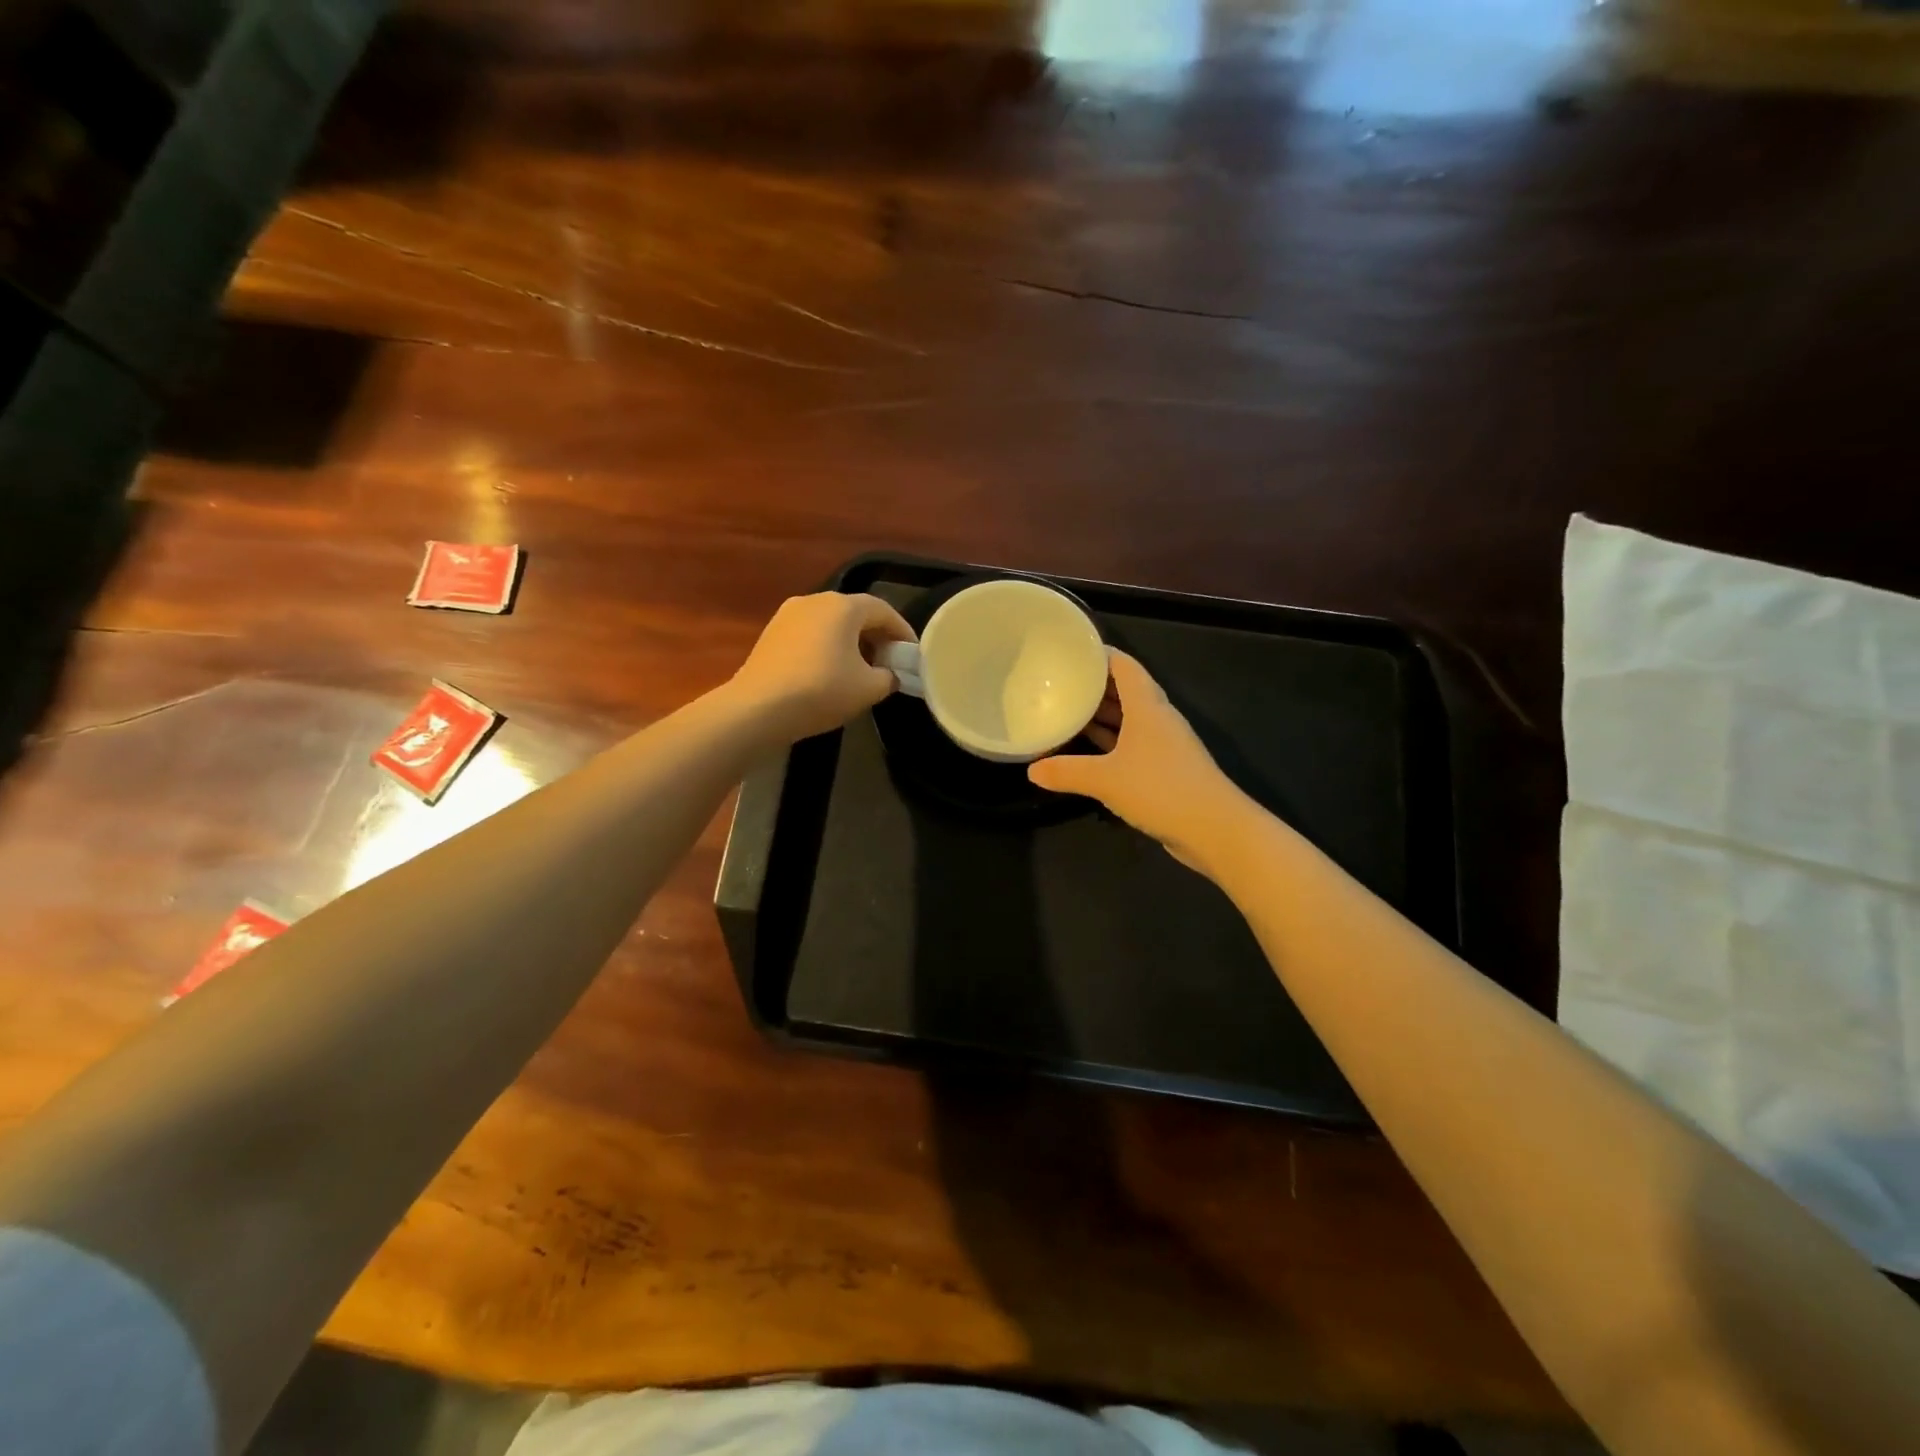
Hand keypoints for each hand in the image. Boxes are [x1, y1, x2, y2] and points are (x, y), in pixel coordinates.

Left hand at [728, 592, 916, 742]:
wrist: (757, 708)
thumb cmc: (821, 691)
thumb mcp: (869, 689)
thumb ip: (889, 677)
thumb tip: (889, 674)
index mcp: (843, 606)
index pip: (884, 611)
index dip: (903, 632)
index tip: (912, 654)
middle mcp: (815, 600)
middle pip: (855, 613)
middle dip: (876, 636)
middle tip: (889, 663)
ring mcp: (788, 614)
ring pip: (831, 623)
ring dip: (850, 642)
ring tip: (861, 670)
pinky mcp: (771, 633)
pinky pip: (810, 634)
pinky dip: (827, 647)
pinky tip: (829, 673)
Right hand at [1029, 651, 1245, 869]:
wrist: (1214, 828)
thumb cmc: (1160, 789)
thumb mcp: (1105, 779)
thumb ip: (1066, 772)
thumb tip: (1032, 770)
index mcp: (1147, 707)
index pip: (1124, 665)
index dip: (1100, 654)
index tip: (1071, 650)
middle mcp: (1157, 719)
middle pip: (1125, 690)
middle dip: (1095, 685)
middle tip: (1059, 682)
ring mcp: (1164, 745)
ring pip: (1129, 719)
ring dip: (1102, 715)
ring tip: (1067, 711)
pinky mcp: (1165, 769)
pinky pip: (1132, 745)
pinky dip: (1110, 742)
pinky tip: (1088, 749)